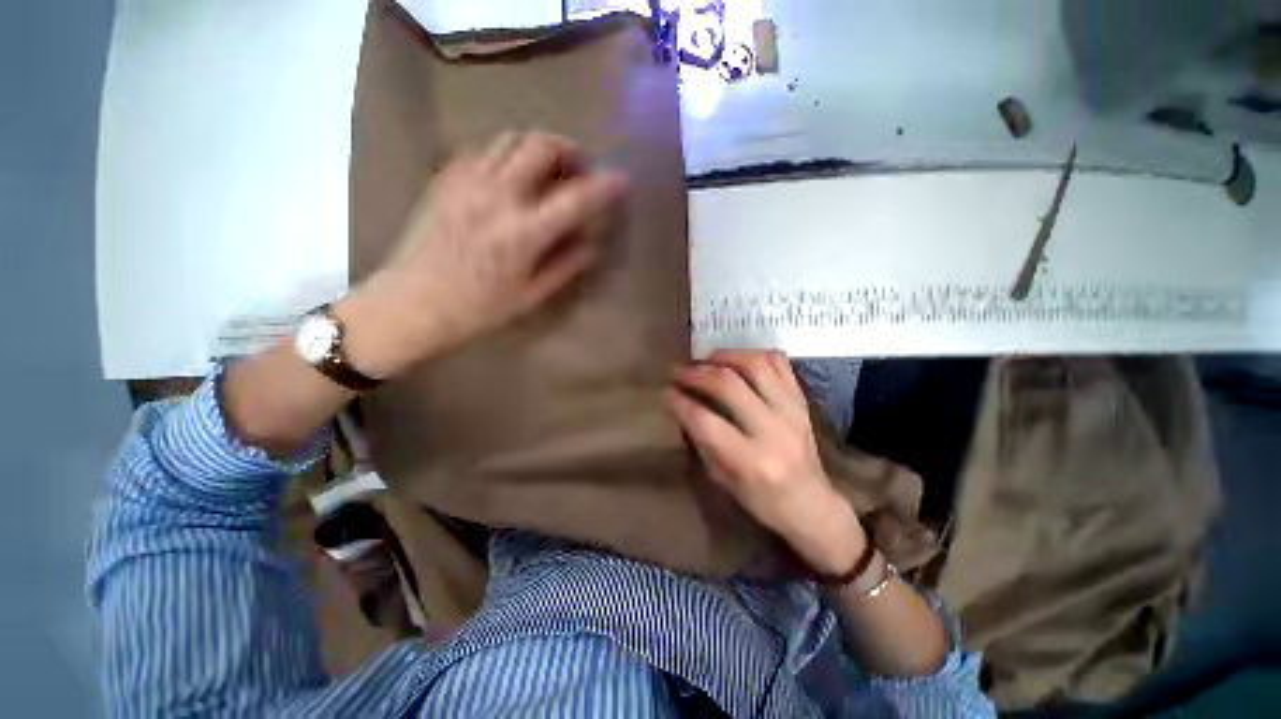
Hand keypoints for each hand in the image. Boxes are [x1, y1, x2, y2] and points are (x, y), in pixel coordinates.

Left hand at [337, 131, 628, 378]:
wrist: (414, 302)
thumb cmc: (478, 309)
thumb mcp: (531, 296)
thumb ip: (565, 266)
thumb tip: (589, 243)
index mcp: (522, 233)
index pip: (575, 198)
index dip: (604, 186)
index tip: (621, 180)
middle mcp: (496, 197)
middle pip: (540, 146)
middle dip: (568, 151)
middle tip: (576, 172)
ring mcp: (467, 182)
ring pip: (510, 138)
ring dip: (538, 147)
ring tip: (546, 171)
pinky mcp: (446, 179)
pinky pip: (483, 149)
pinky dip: (506, 154)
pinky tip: (510, 177)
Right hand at [664, 350, 867, 574]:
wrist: (812, 504)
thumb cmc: (762, 500)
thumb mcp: (723, 480)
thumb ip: (702, 441)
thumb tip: (682, 406)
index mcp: (751, 460)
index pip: (705, 421)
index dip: (680, 402)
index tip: (666, 392)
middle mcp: (773, 429)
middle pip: (728, 385)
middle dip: (696, 374)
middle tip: (680, 372)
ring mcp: (792, 410)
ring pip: (755, 365)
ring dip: (724, 356)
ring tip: (706, 360)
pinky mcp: (802, 400)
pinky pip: (780, 363)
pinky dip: (755, 354)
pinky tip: (738, 360)